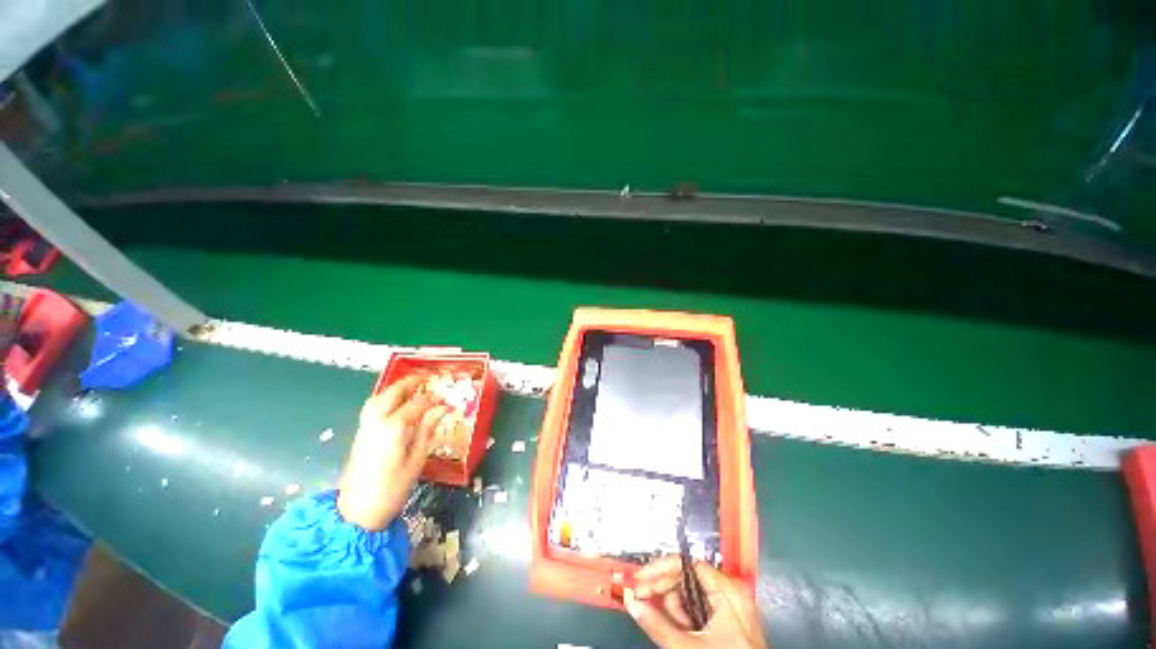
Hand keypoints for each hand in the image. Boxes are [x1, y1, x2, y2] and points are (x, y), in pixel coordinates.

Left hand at [336, 374, 450, 530]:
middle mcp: (377, 422)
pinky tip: (394, 403)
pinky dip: (384, 398)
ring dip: (394, 388)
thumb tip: (443, 409)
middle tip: (426, 377)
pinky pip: (372, 407)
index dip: (434, 399)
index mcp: (394, 428)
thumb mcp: (417, 459)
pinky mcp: (360, 434)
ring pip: (378, 398)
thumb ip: (428, 430)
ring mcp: (365, 427)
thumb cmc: (392, 488)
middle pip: (392, 393)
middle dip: (410, 383)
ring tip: (410, 386)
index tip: (446, 399)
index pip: (417, 404)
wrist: (357, 513)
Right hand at [625, 556, 766, 648]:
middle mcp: (731, 592)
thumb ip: (657, 624)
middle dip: (664, 592)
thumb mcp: (688, 646)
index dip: (659, 569)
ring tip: (675, 630)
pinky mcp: (729, 620)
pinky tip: (683, 632)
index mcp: (727, 590)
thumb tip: (631, 601)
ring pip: (690, 594)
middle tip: (642, 601)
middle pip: (686, 577)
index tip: (638, 578)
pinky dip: (685, 617)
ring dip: (675, 609)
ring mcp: (731, 606)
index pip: (686, 564)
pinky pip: (699, 607)